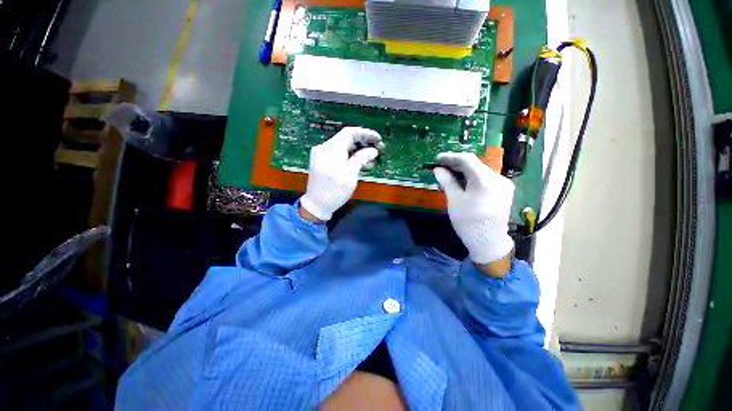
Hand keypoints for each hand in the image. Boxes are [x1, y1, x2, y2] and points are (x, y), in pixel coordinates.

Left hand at [300, 127, 381, 220]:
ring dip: (359, 152)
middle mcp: (325, 148)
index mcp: (330, 148)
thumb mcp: (350, 174)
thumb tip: (373, 150)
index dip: (365, 133)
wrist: (316, 205)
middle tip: (378, 150)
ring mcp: (324, 156)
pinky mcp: (324, 163)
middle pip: (347, 140)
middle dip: (364, 144)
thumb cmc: (333, 190)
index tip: (378, 139)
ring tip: (373, 159)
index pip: (349, 132)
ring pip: (345, 148)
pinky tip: (362, 164)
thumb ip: (361, 159)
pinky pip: (340, 156)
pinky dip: (351, 158)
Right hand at [433, 152, 514, 266]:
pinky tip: (462, 182)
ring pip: (480, 171)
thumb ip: (447, 182)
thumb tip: (438, 169)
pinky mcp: (504, 190)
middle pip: (475, 164)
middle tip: (441, 167)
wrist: (489, 243)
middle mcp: (498, 178)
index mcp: (485, 181)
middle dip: (456, 164)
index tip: (437, 159)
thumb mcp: (454, 201)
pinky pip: (485, 178)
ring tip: (449, 175)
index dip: (450, 157)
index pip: (467, 160)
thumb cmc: (469, 223)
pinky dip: (472, 178)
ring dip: (463, 171)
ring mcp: (504, 184)